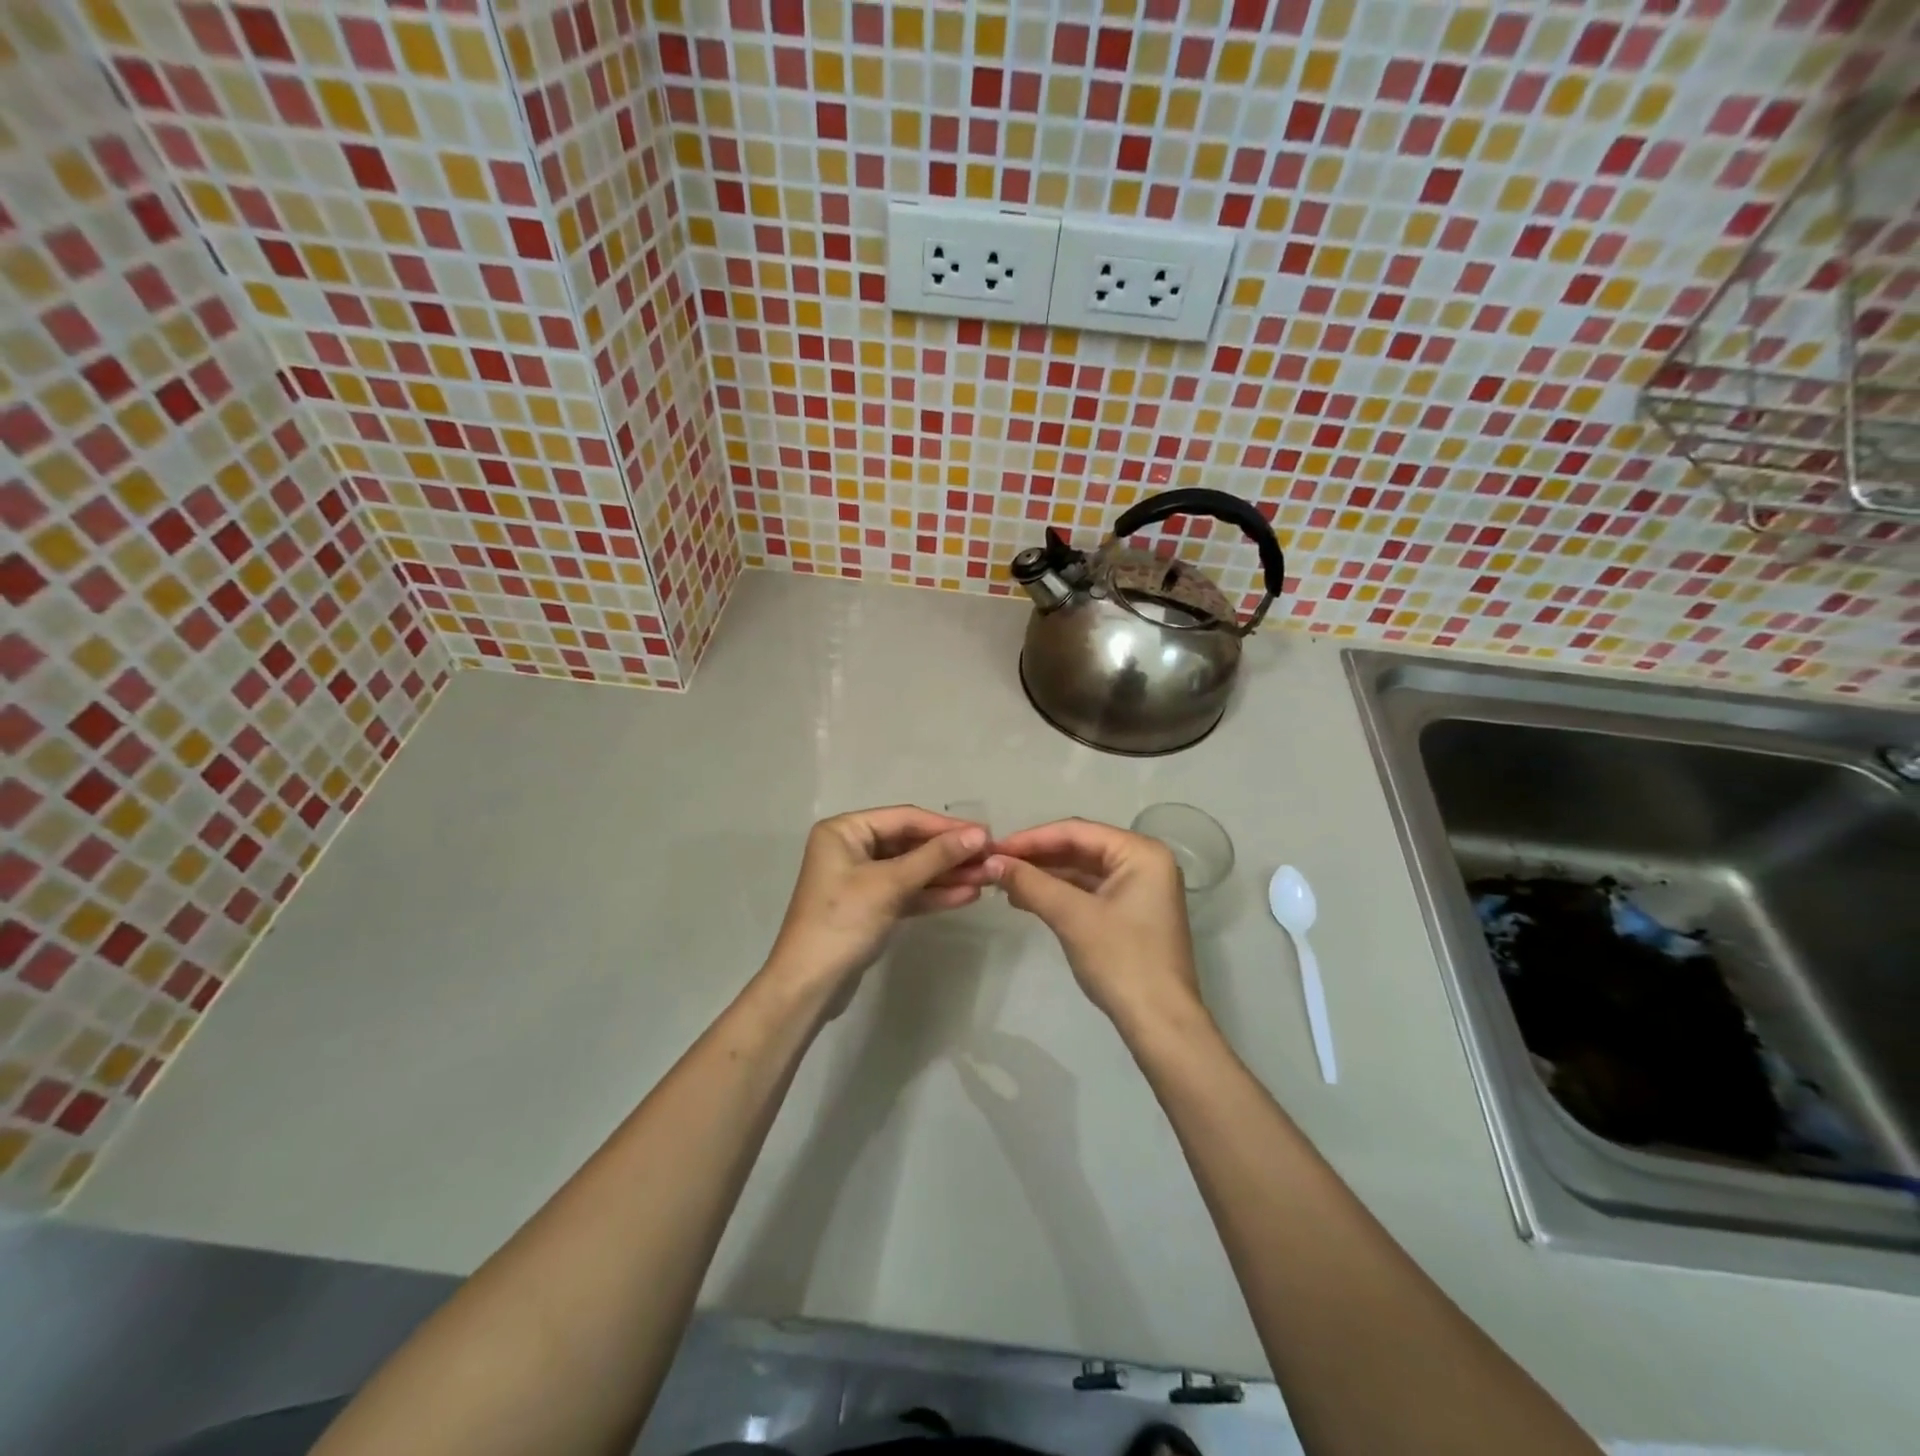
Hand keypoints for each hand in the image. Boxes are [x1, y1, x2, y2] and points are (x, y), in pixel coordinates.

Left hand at [765, 806, 990, 1001]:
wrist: (809, 986)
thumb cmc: (843, 922)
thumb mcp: (891, 884)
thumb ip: (935, 857)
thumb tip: (979, 834)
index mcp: (844, 830)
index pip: (905, 819)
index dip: (947, 827)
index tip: (986, 835)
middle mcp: (851, 848)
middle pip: (910, 843)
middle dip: (950, 853)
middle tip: (991, 859)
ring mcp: (860, 879)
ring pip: (912, 869)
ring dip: (947, 874)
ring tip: (988, 878)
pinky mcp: (870, 907)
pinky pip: (906, 892)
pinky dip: (933, 894)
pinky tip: (967, 895)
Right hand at [987, 820, 1201, 1029]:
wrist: (1160, 1023)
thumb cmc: (1121, 960)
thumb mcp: (1072, 916)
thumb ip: (1031, 883)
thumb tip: (991, 862)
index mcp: (1141, 852)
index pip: (1077, 831)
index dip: (1031, 838)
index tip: (994, 848)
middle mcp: (1144, 862)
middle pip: (1080, 848)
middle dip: (1037, 857)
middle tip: (995, 864)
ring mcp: (1140, 889)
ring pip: (1083, 870)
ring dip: (1045, 876)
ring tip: (1004, 883)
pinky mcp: (1131, 913)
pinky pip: (1090, 892)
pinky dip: (1059, 894)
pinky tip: (1028, 899)